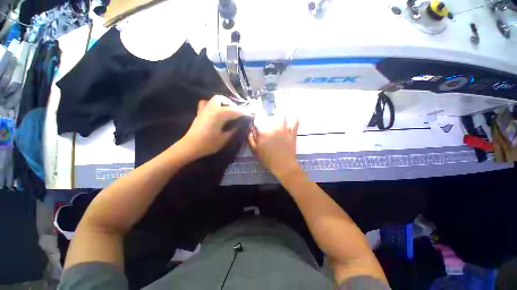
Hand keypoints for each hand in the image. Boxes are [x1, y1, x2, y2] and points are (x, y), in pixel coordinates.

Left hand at [181, 95, 244, 158]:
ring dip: (223, 103)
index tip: (249, 114)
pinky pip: (206, 103)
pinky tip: (216, 111)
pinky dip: (213, 105)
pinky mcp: (200, 113)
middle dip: (232, 104)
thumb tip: (240, 125)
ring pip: (215, 99)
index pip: (235, 110)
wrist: (190, 147)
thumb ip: (233, 130)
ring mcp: (204, 109)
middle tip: (237, 113)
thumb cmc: (208, 144)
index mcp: (219, 114)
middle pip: (223, 99)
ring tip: (228, 111)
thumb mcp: (224, 139)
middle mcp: (212, 108)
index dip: (243, 112)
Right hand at [248, 116, 299, 179]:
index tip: (256, 125)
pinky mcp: (292, 133)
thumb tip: (249, 130)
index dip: (256, 122)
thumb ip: (251, 139)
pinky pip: (295, 124)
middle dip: (267, 119)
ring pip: (282, 117)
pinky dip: (295, 119)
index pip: (258, 122)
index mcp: (263, 132)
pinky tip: (294, 116)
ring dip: (279, 115)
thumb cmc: (268, 159)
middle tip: (266, 122)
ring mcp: (284, 130)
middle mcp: (274, 128)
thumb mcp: (255, 151)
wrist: (283, 165)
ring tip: (279, 114)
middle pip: (269, 118)